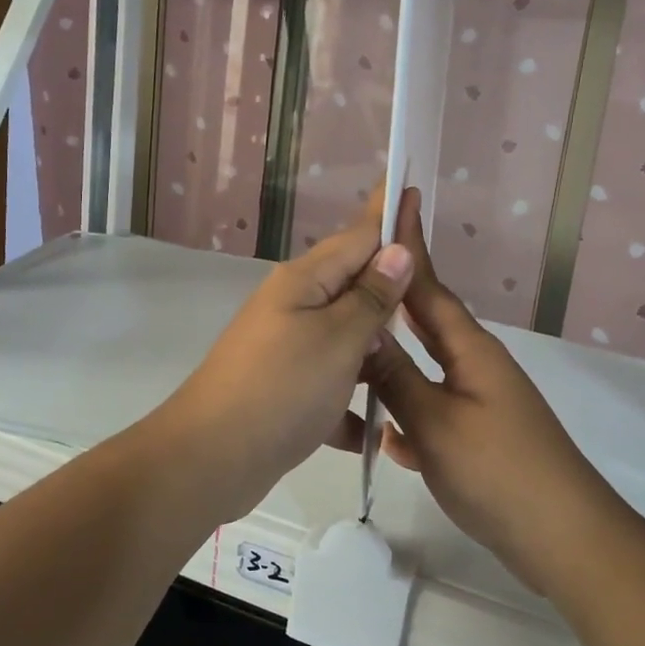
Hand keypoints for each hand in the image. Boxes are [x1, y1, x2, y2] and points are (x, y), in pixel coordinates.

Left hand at [155, 196, 412, 520]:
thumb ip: (370, 297)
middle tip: (434, 287)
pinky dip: (350, 402)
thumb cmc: (281, 389)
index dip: (387, 214)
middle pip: (352, 285)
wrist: (210, 459)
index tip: (412, 185)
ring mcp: (286, 350)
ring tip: (415, 360)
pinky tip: (376, 429)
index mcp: (305, 282)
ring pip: (344, 338)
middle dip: (389, 286)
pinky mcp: (284, 390)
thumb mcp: (337, 340)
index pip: (358, 235)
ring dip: (375, 349)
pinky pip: (330, 384)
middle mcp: (293, 307)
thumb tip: (396, 251)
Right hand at [342, 189, 622, 592]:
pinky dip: (408, 417)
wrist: (564, 538)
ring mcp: (481, 401)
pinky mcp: (480, 436)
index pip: (428, 286)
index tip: (393, 204)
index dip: (408, 247)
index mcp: (470, 349)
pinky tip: (384, 438)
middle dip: (392, 301)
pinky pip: (434, 410)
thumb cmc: (498, 471)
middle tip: (352, 282)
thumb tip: (365, 331)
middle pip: (427, 322)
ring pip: (426, 370)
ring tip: (353, 356)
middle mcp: (477, 365)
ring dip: (394, 364)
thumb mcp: (435, 423)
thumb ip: (396, 377)